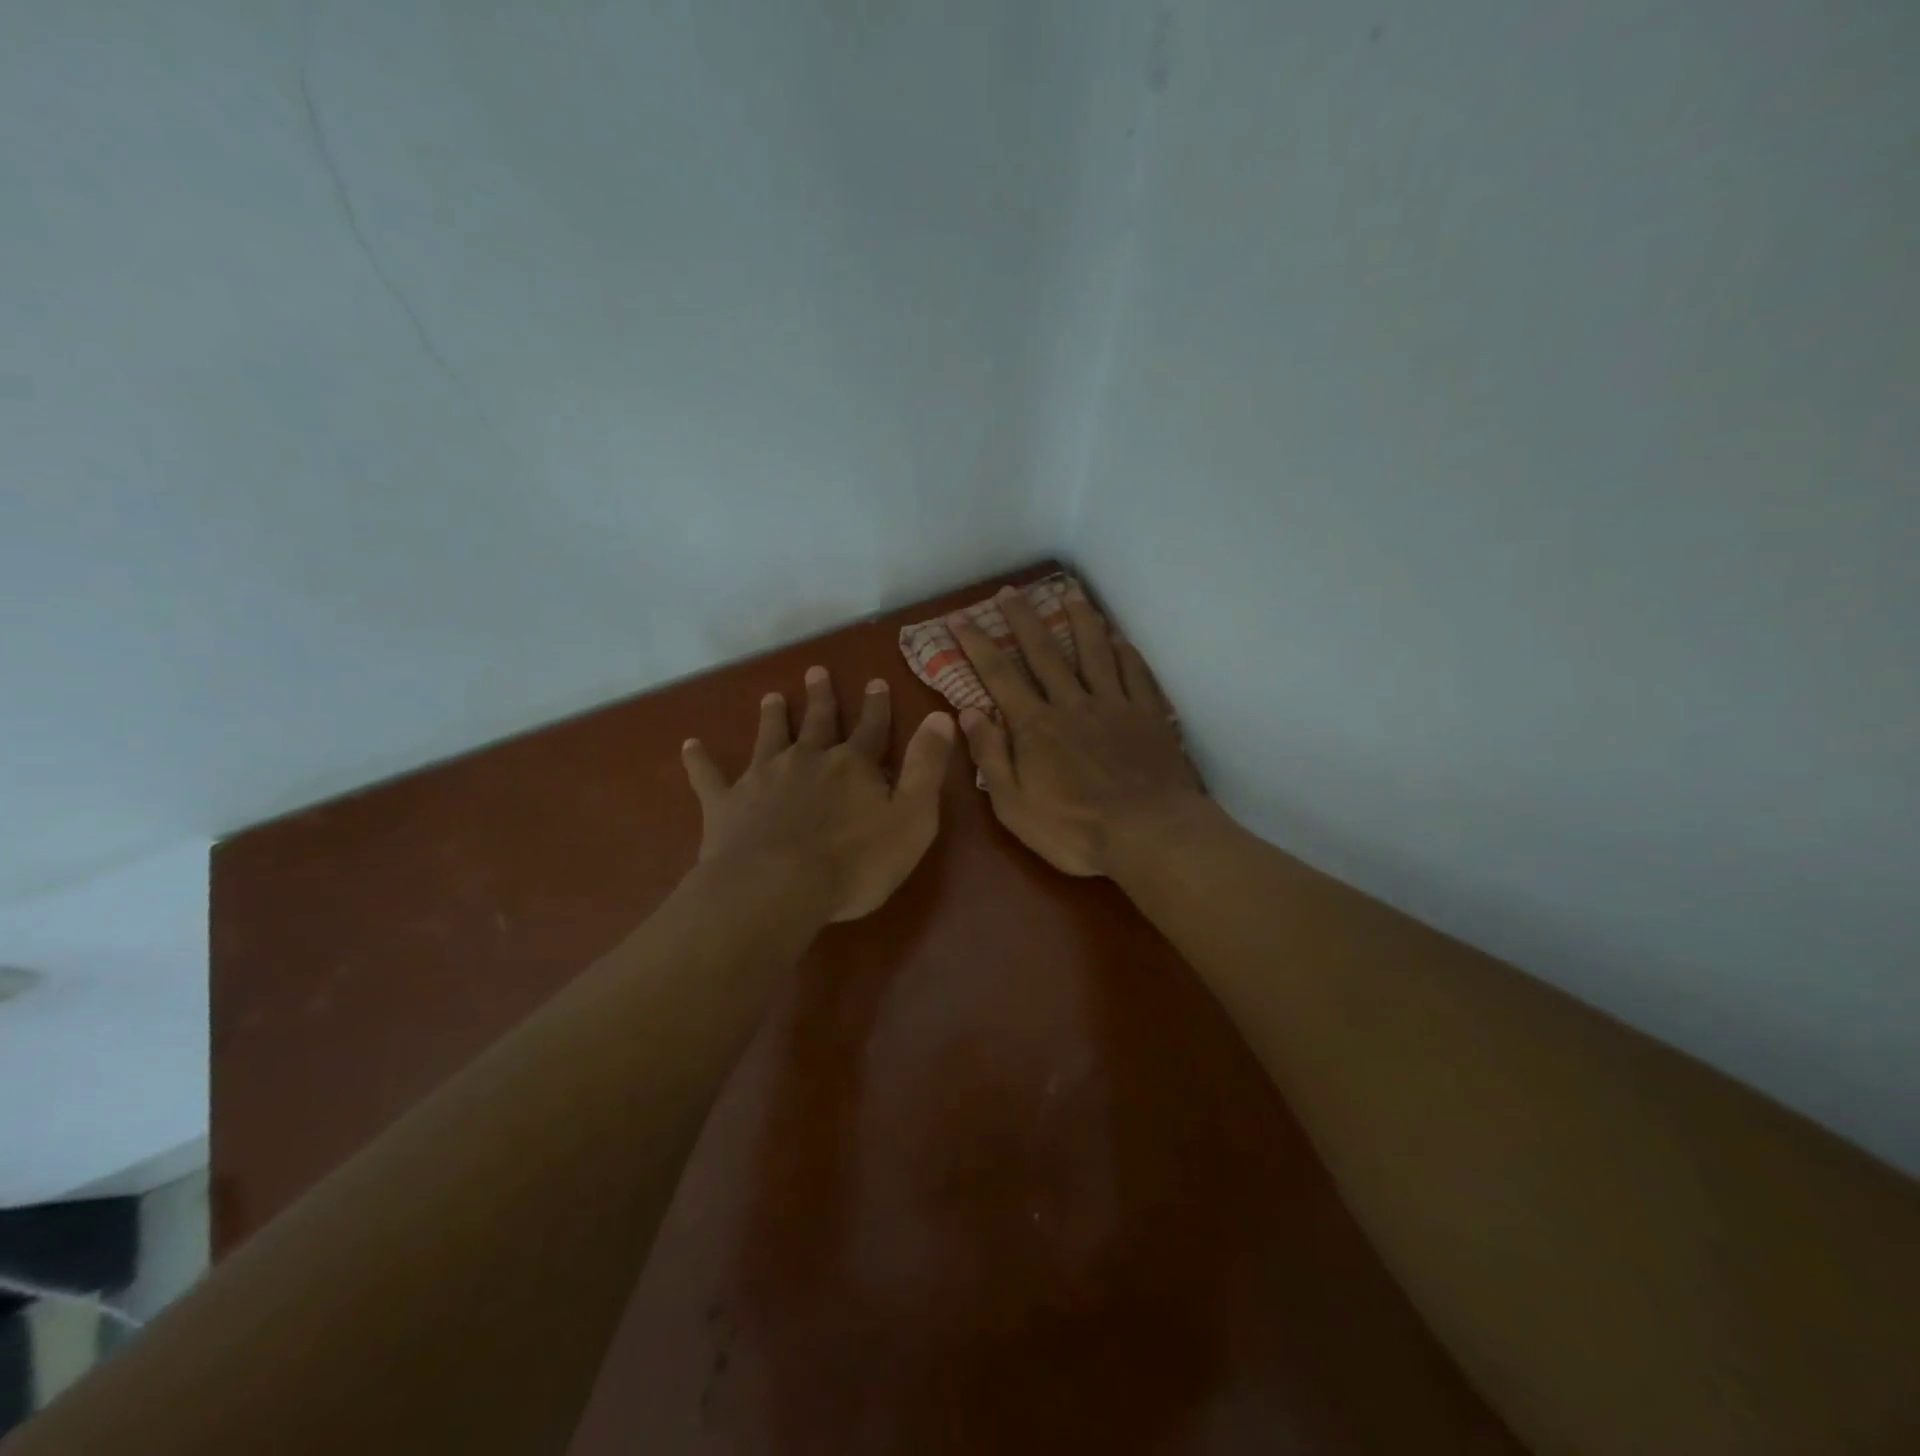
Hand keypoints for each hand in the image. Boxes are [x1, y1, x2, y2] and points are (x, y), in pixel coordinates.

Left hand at [681, 668, 955, 921]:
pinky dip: (699, 760)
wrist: (777, 888)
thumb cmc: (855, 862)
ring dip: (771, 717)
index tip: (875, 681)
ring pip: (769, 738)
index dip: (876, 706)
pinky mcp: (727, 804)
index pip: (871, 728)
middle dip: (820, 698)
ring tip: (771, 696)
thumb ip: (927, 767)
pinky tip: (689, 745)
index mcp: (852, 766)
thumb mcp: (912, 817)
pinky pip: (709, 777)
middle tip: (816, 671)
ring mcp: (763, 779)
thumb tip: (942, 716)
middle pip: (817, 723)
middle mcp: (807, 760)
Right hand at [949, 584, 1204, 877]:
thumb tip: (969, 712)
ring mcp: (1114, 705)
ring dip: (1080, 620)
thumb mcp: (1014, 806)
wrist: (1149, 834)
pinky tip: (1119, 638)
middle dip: (1023, 619)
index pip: (999, 676)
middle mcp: (1072, 704)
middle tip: (1010, 591)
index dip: (977, 645)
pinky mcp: (1148, 716)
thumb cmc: (1074, 829)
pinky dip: (1126, 652)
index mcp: (1036, 726)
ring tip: (1070, 593)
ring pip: (1094, 652)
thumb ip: (991, 756)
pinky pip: (1135, 674)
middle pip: (1045, 652)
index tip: (959, 618)